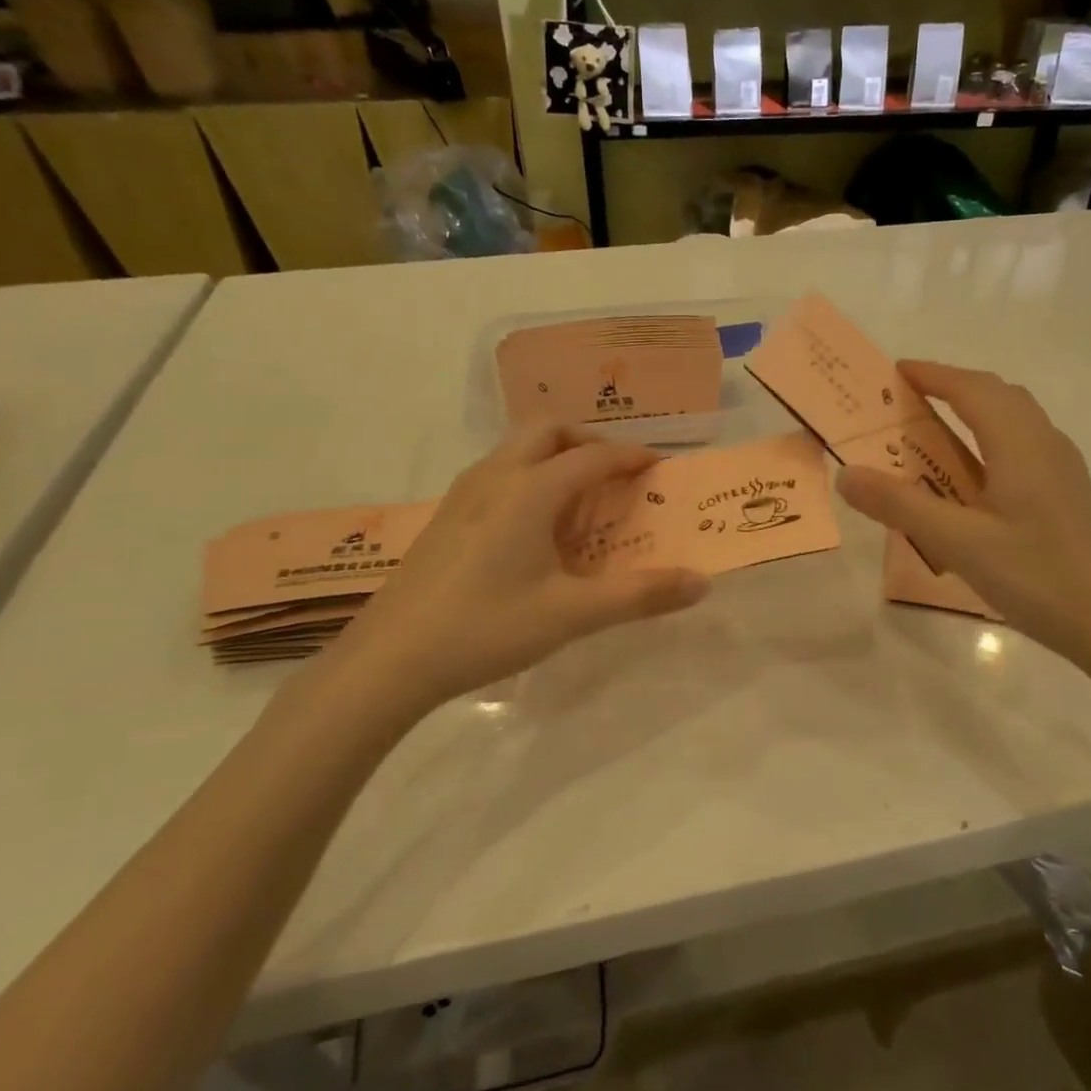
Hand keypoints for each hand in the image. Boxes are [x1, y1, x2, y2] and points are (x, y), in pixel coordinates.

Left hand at [316, 426, 708, 717]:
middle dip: (588, 441)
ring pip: (516, 448)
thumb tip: (701, 584)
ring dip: (554, 455)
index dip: (631, 457)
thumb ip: (639, 596)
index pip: (593, 457)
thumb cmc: (486, 628)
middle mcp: (495, 477)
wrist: (390, 659)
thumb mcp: (571, 615)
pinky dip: (528, 475)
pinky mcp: (445, 516)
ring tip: (579, 497)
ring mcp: (463, 494)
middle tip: (615, 473)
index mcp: (529, 491)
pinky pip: (497, 472)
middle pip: (548, 431)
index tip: (659, 467)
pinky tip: (533, 525)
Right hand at [836, 361, 1090, 661]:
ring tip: (932, 433)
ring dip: (973, 412)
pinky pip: (1021, 445)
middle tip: (908, 402)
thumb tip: (847, 474)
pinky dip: (988, 440)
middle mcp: (1045, 442)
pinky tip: (972, 478)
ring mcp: (1061, 468)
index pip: (971, 389)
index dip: (933, 375)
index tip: (895, 372)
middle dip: (952, 388)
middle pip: (996, 395)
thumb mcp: (957, 541)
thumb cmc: (1035, 576)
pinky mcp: (1066, 492)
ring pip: (1013, 419)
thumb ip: (899, 504)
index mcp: (1019, 443)